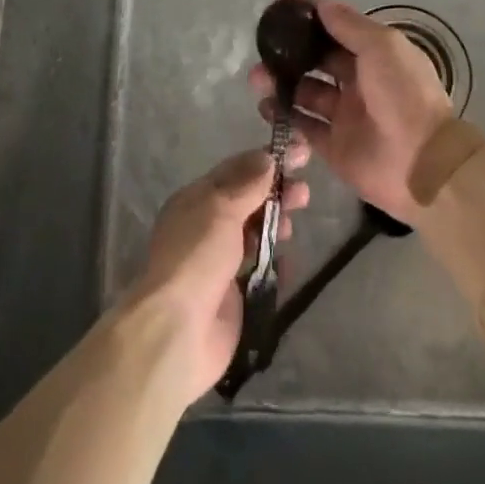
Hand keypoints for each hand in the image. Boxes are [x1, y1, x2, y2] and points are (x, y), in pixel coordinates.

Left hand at [126, 144, 308, 401]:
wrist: (179, 330)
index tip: (300, 153)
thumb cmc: (197, 257)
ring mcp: (219, 261)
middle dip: (276, 193)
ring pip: (254, 233)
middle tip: (305, 193)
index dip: (266, 160)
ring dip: (276, 224)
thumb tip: (267, 157)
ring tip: (295, 225)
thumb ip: (247, 184)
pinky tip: (290, 261)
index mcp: (195, 200)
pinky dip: (275, 263)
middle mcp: (206, 227)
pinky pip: (259, 270)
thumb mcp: (220, 209)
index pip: (235, 171)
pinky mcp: (233, 294)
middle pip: (247, 201)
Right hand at [250, 0, 453, 224]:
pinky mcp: (332, 146)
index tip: (279, 2)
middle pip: (316, 61)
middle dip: (289, 52)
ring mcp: (344, 115)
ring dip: (281, 82)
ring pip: (304, 92)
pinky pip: (302, 126)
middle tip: (262, 47)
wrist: (422, 163)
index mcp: (375, 56)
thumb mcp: (382, 48)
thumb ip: (349, 26)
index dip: (310, 14)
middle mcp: (358, 82)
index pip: (336, 28)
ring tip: (258, 78)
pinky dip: (284, 115)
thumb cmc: (404, 95)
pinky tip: (266, 106)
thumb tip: (320, 5)